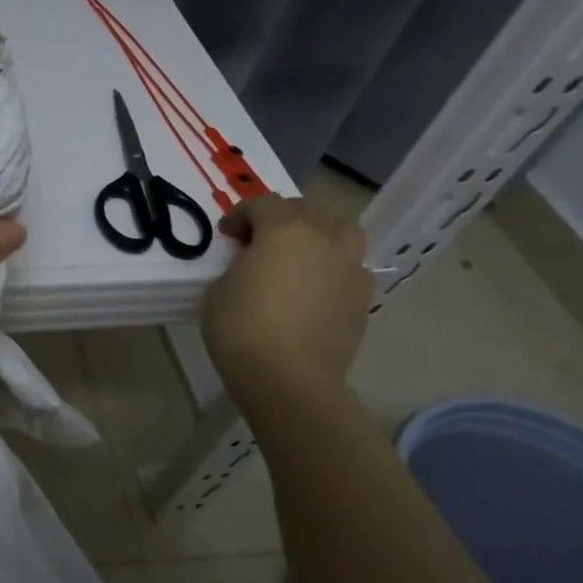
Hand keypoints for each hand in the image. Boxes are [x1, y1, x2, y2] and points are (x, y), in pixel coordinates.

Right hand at [201, 194, 370, 407]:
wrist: (289, 378)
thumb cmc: (242, 328)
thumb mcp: (220, 287)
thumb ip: (239, 264)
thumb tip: (253, 264)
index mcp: (284, 229)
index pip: (262, 204)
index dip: (240, 215)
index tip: (226, 235)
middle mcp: (324, 239)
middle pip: (306, 210)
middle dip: (281, 218)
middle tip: (259, 240)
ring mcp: (350, 268)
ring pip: (342, 231)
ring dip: (320, 234)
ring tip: (300, 255)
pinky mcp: (363, 299)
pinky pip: (351, 267)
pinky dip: (333, 267)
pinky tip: (314, 288)